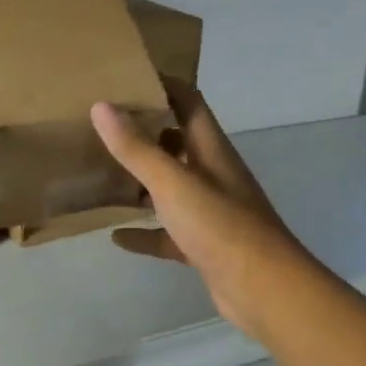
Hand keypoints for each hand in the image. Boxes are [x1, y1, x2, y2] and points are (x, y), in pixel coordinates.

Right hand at [91, 78, 314, 339]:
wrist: (263, 289)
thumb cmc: (220, 226)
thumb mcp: (173, 182)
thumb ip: (137, 148)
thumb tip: (102, 106)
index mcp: (211, 149)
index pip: (189, 101)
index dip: (163, 84)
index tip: (127, 76)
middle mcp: (212, 173)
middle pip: (178, 141)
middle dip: (145, 131)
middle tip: (103, 125)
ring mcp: (210, 211)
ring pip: (171, 187)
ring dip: (142, 181)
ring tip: (102, 173)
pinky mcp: (203, 245)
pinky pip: (167, 233)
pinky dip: (144, 233)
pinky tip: (116, 236)